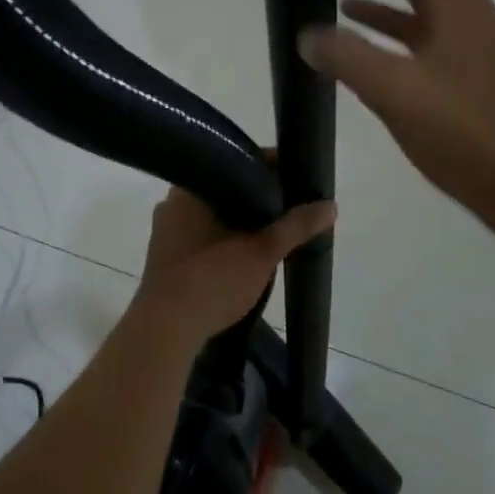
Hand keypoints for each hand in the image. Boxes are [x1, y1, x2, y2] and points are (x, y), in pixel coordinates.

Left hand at [132, 185, 335, 342]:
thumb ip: (295, 226)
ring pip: (213, 214)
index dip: (271, 168)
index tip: (297, 179)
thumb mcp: (261, 252)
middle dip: (257, 199)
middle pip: (226, 188)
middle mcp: (173, 201)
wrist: (165, 330)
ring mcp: (166, 229)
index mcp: (191, 188)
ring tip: (274, 230)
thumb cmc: (211, 280)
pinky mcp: (165, 255)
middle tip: (290, 207)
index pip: (237, 162)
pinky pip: (201, 234)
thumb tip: (330, 205)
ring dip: (241, 221)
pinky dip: (225, 238)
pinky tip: (245, 251)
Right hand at [298, 0, 494, 242]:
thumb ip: (348, 58)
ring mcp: (468, 49)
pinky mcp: (466, 80)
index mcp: (455, 4)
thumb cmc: (470, 131)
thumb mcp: (398, 91)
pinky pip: (420, 41)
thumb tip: (306, 33)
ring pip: (418, 7)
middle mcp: (464, 16)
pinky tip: (365, 53)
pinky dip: (390, 35)